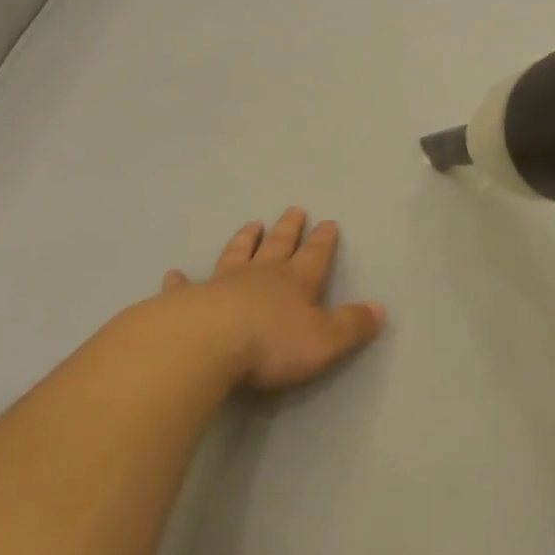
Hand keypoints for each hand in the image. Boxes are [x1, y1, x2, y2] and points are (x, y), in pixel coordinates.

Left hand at [161, 208, 385, 392]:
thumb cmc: (271, 344)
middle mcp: (260, 276)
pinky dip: (181, 279)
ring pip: (236, 254)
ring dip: (245, 239)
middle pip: (277, 245)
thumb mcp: (325, 340)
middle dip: (288, 229)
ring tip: (251, 224)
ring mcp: (221, 284)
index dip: (323, 241)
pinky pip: (185, 286)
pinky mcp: (187, 300)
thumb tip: (380, 308)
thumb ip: (352, 325)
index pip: (315, 256)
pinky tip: (174, 273)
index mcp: (295, 283)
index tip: (328, 222)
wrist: (207, 345)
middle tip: (293, 209)